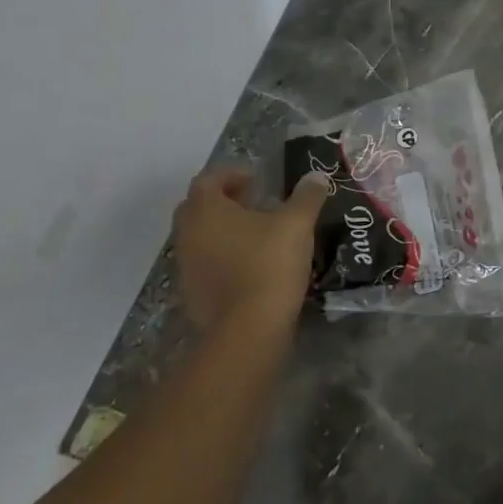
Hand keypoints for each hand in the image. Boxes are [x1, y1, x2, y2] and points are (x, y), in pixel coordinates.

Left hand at [170, 168, 328, 328]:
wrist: (249, 328)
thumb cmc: (269, 264)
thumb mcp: (297, 224)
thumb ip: (307, 196)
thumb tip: (316, 176)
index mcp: (206, 210)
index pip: (208, 179)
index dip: (232, 175)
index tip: (257, 181)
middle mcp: (188, 234)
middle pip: (198, 207)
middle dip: (224, 200)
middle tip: (255, 203)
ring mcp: (186, 266)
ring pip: (199, 237)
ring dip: (222, 230)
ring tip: (256, 235)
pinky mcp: (192, 293)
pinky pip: (204, 263)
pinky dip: (222, 256)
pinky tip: (250, 265)